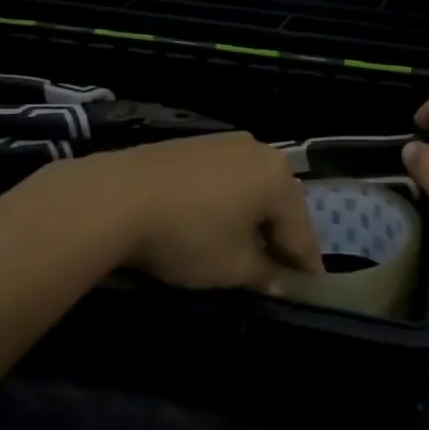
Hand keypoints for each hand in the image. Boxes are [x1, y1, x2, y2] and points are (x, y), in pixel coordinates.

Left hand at [78, 133, 322, 291]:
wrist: (117, 196)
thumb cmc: (188, 234)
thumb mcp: (232, 267)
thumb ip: (264, 274)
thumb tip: (277, 281)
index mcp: (278, 178)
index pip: (302, 230)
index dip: (306, 264)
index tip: (311, 286)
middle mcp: (259, 151)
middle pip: (280, 203)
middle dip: (281, 236)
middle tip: (279, 269)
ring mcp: (225, 142)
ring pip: (252, 187)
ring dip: (253, 217)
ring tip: (245, 247)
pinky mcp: (195, 144)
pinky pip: (226, 177)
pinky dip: (228, 201)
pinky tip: (215, 221)